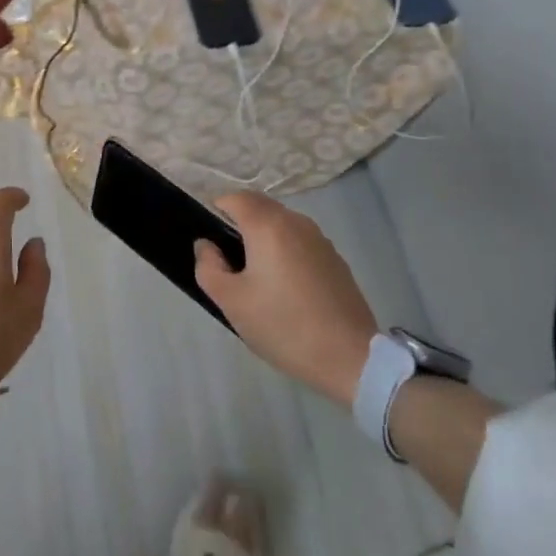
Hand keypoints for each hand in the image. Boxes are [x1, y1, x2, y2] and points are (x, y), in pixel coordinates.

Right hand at [194, 192, 375, 405]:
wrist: (349, 357)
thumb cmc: (282, 325)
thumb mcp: (231, 301)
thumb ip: (208, 266)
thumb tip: (207, 245)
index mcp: (268, 225)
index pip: (235, 198)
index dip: (217, 211)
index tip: (211, 242)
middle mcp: (296, 222)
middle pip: (260, 207)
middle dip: (240, 224)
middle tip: (230, 262)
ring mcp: (320, 239)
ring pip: (282, 224)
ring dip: (265, 238)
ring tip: (259, 278)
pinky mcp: (335, 259)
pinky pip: (301, 243)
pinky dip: (287, 252)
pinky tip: (288, 290)